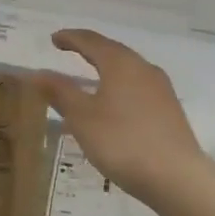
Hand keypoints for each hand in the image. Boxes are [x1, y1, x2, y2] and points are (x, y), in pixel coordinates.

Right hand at [30, 30, 205, 197]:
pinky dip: (119, 86)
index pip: (91, 41)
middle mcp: (143, 68)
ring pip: (128, 69)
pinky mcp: (169, 109)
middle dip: (90, 49)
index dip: (70, 38)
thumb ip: (60, 92)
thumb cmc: (122, 142)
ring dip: (106, 68)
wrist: (177, 177)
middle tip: (70, 50)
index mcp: (120, 63)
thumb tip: (37, 73)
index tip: (54, 39)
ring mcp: (160, 89)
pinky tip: (114, 104)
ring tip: (90, 76)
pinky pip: (138, 87)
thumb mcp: (82, 117)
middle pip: (113, 51)